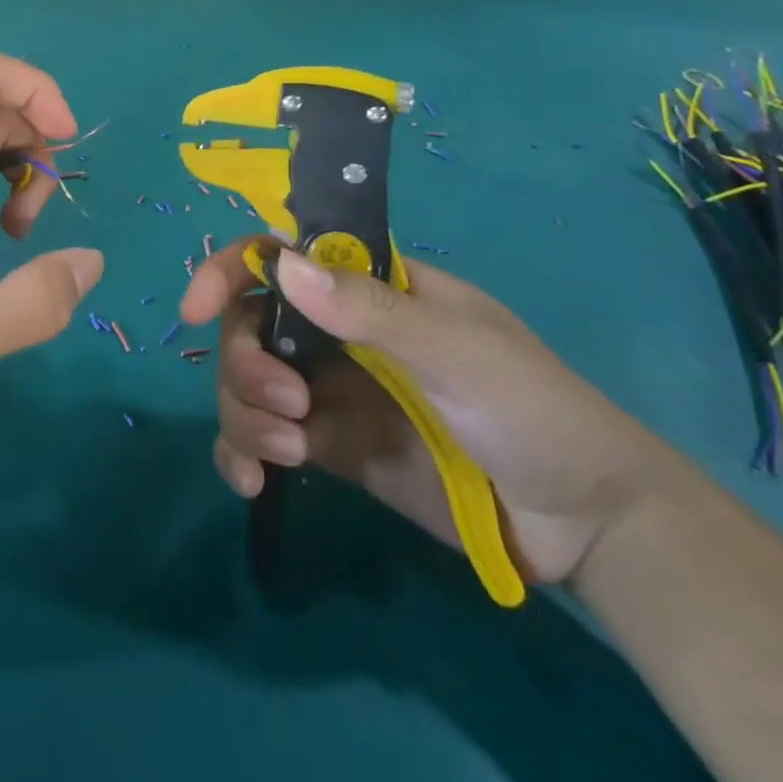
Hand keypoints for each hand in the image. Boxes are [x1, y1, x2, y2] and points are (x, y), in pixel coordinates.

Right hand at [182, 242, 667, 584]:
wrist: (584, 524)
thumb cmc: (533, 410)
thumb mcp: (460, 352)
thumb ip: (373, 311)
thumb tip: (282, 266)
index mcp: (366, 289)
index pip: (280, 257)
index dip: (230, 271)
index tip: (198, 308)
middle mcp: (335, 331)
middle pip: (248, 325)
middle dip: (244, 363)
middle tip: (285, 406)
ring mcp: (327, 390)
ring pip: (244, 382)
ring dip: (242, 412)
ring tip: (286, 453)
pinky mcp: (327, 446)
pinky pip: (259, 438)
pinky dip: (240, 454)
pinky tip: (252, 483)